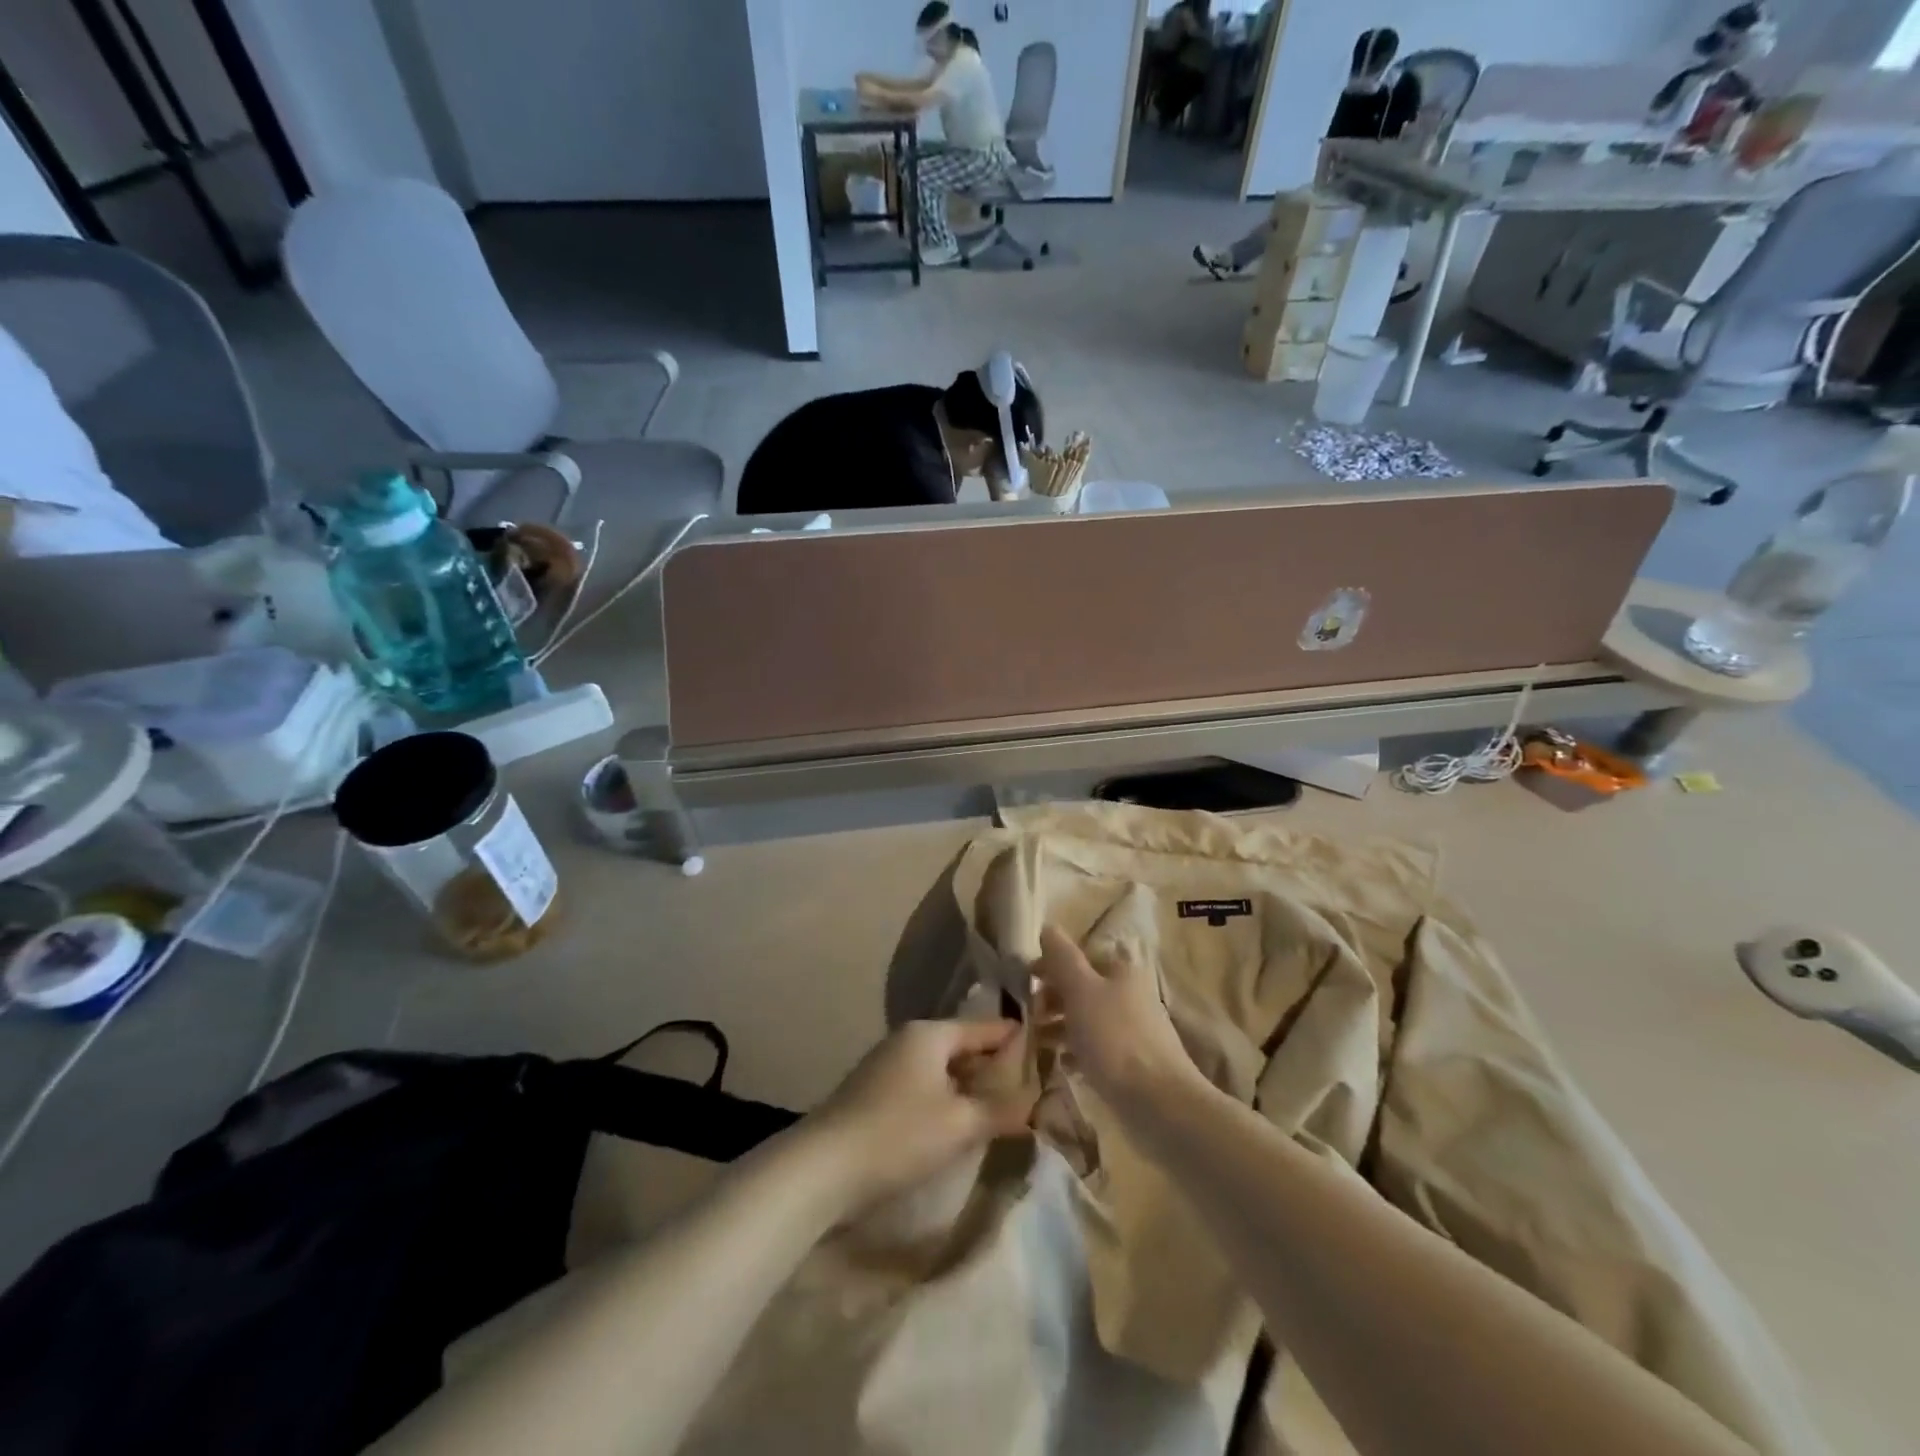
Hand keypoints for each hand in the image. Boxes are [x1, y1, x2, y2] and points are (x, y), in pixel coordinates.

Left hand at [810, 1020, 1033, 1212]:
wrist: (821, 1168)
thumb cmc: (898, 1135)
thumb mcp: (959, 1125)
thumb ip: (1001, 1110)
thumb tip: (1036, 1101)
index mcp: (930, 1034)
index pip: (984, 1028)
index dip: (1015, 1039)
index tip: (1046, 1049)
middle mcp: (908, 1039)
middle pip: (962, 1046)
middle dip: (993, 1066)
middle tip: (1029, 1087)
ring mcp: (887, 1065)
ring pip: (941, 1068)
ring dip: (968, 1086)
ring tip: (999, 1108)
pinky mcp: (874, 1093)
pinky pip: (923, 1085)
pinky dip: (945, 1098)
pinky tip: (957, 1123)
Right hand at [1034, 926, 1199, 1117]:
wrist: (1159, 1102)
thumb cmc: (1114, 1038)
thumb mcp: (1081, 990)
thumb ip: (1062, 958)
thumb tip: (1048, 927)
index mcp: (1120, 970)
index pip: (1079, 955)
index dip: (1051, 965)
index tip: (1025, 982)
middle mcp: (1129, 993)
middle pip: (1082, 986)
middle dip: (1052, 997)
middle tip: (1028, 1016)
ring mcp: (1132, 1028)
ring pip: (1087, 1017)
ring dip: (1059, 1025)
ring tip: (1035, 1041)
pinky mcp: (1132, 1061)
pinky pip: (1096, 1047)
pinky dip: (1075, 1050)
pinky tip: (1060, 1063)